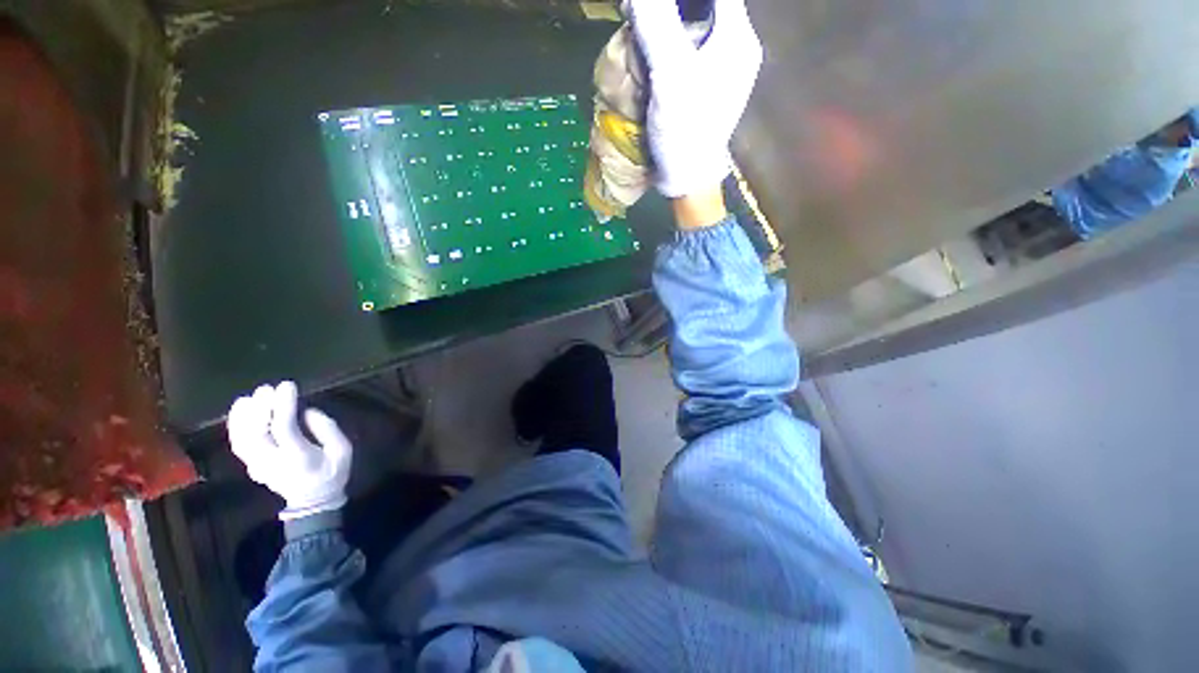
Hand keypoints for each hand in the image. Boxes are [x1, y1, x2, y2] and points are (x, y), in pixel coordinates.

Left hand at [227, 381, 350, 519]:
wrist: (313, 501)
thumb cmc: (333, 471)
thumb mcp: (342, 450)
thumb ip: (327, 429)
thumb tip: (307, 411)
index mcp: (299, 458)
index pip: (284, 429)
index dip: (283, 405)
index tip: (287, 386)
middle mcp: (273, 462)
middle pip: (256, 433)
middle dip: (260, 408)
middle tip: (267, 388)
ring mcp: (259, 465)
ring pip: (242, 439)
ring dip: (244, 416)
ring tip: (251, 396)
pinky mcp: (252, 465)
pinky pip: (238, 443)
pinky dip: (236, 425)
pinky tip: (240, 410)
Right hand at [626, 0, 762, 198]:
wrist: (688, 178)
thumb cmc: (685, 128)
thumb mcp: (671, 73)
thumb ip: (658, 23)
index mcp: (737, 38)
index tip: (653, 5)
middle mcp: (736, 49)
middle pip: (704, 7)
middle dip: (670, 9)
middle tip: (644, 17)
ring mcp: (723, 72)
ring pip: (695, 30)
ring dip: (668, 28)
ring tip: (643, 35)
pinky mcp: (708, 91)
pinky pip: (690, 55)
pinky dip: (670, 50)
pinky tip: (653, 60)